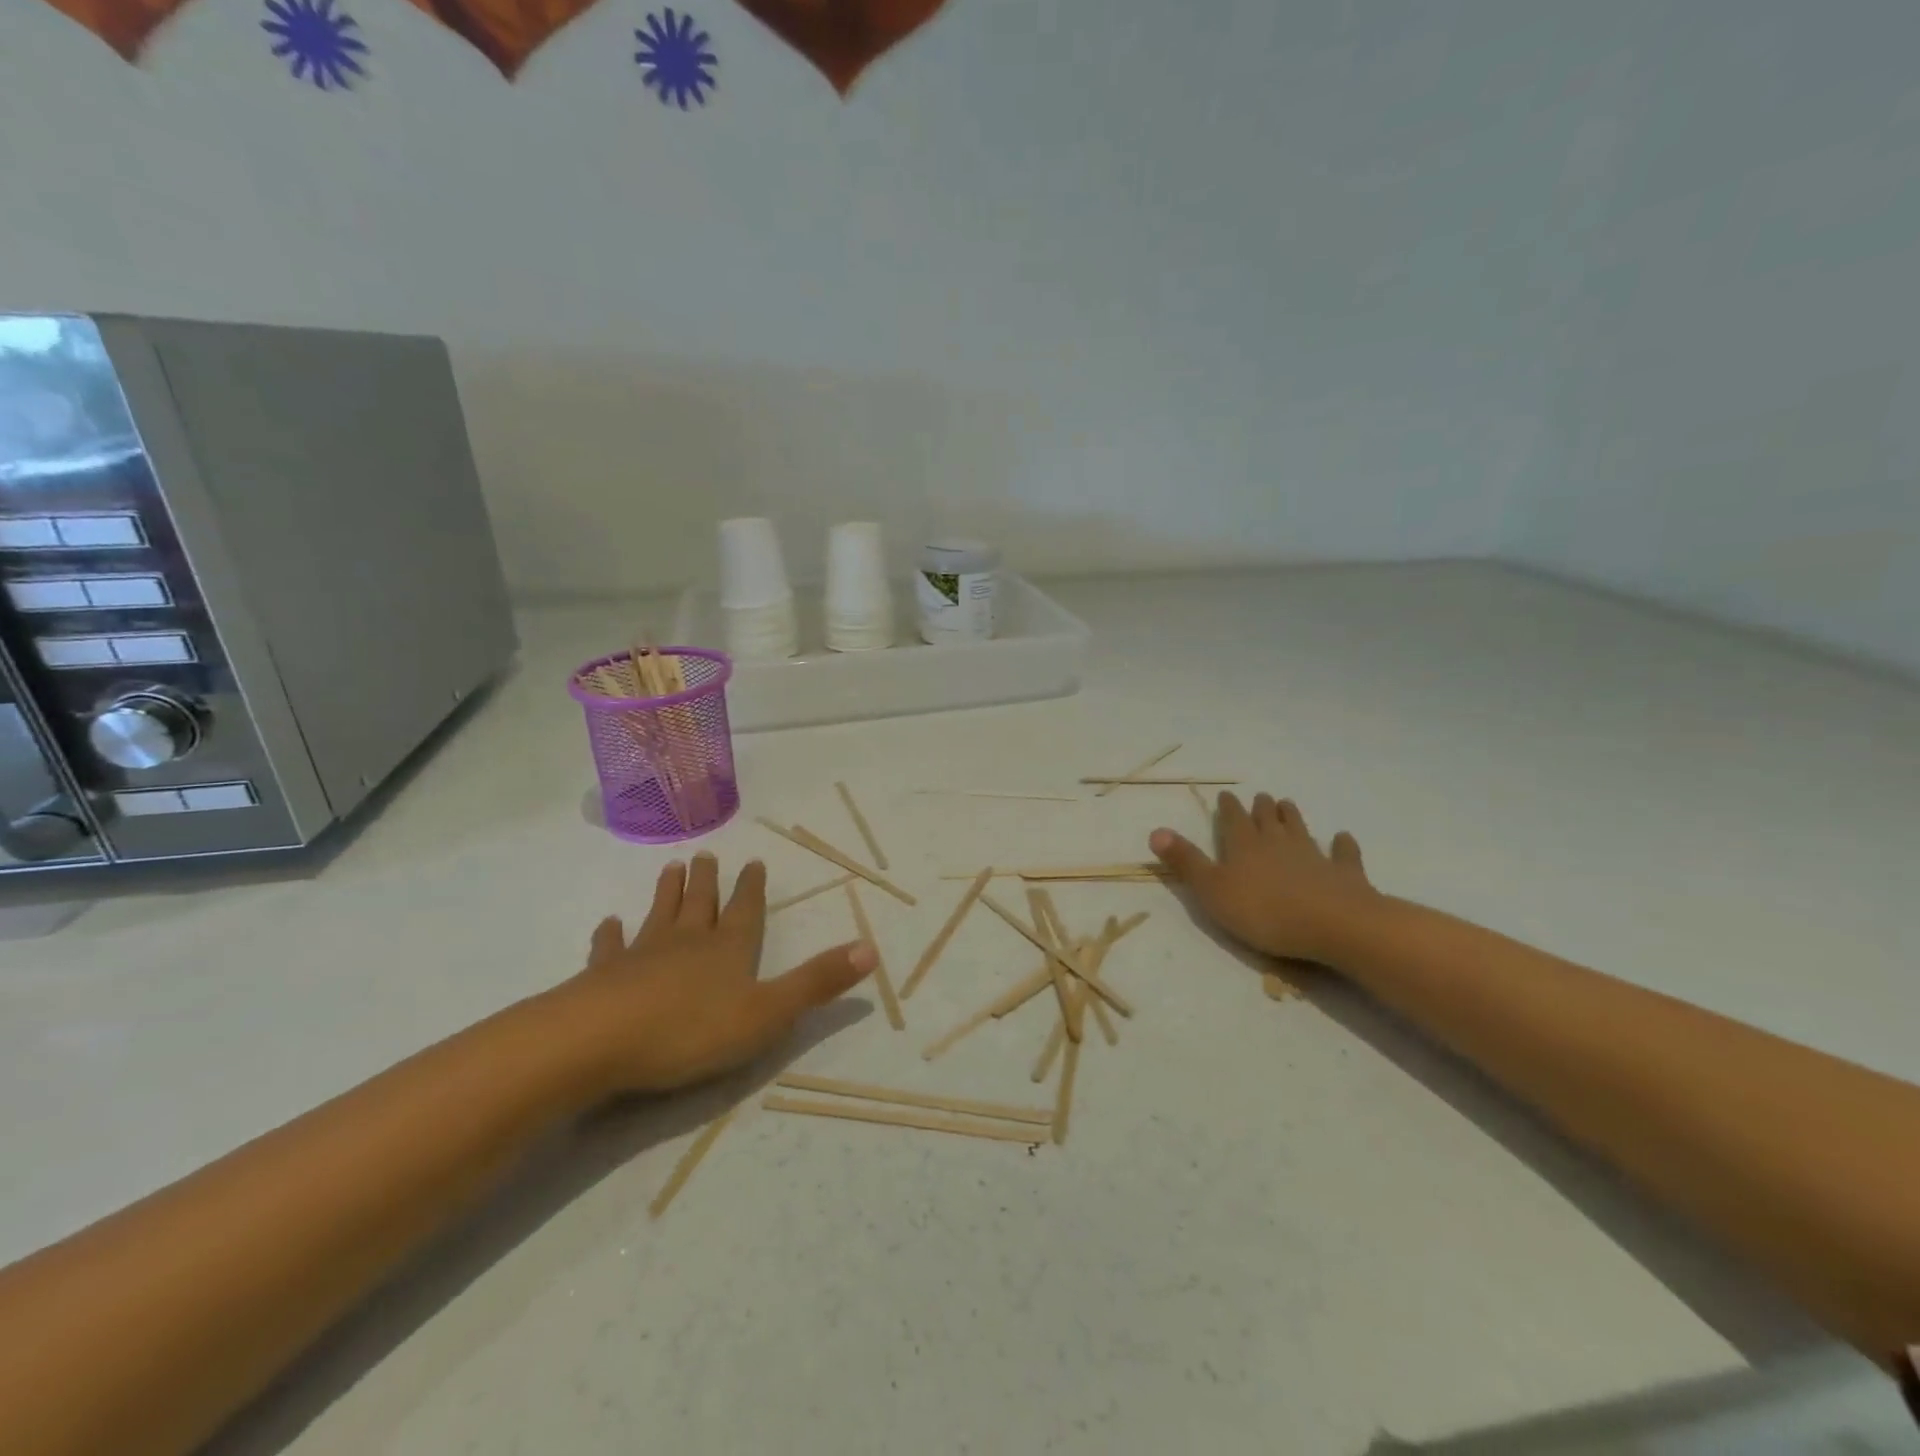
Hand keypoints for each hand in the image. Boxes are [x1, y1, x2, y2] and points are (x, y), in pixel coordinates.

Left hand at [557, 853, 875, 1096]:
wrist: (599, 1041)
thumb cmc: (691, 1030)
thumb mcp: (768, 1012)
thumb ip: (817, 983)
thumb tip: (871, 949)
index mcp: (729, 950)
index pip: (746, 911)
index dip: (751, 888)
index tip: (753, 861)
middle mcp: (687, 943)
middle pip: (700, 905)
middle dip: (707, 882)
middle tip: (705, 855)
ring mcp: (641, 956)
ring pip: (659, 916)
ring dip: (667, 894)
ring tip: (670, 868)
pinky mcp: (603, 977)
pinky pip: (609, 949)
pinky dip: (609, 935)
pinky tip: (607, 924)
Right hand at [1149, 793, 1377, 965]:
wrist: (1333, 924)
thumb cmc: (1263, 911)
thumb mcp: (1212, 890)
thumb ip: (1186, 861)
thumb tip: (1156, 831)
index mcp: (1244, 846)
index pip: (1233, 820)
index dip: (1228, 807)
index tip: (1226, 795)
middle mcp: (1278, 843)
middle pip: (1267, 819)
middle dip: (1261, 808)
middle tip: (1261, 796)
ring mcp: (1314, 856)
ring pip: (1300, 829)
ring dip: (1292, 817)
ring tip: (1288, 804)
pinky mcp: (1345, 874)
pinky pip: (1343, 854)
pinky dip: (1342, 844)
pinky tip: (1342, 838)